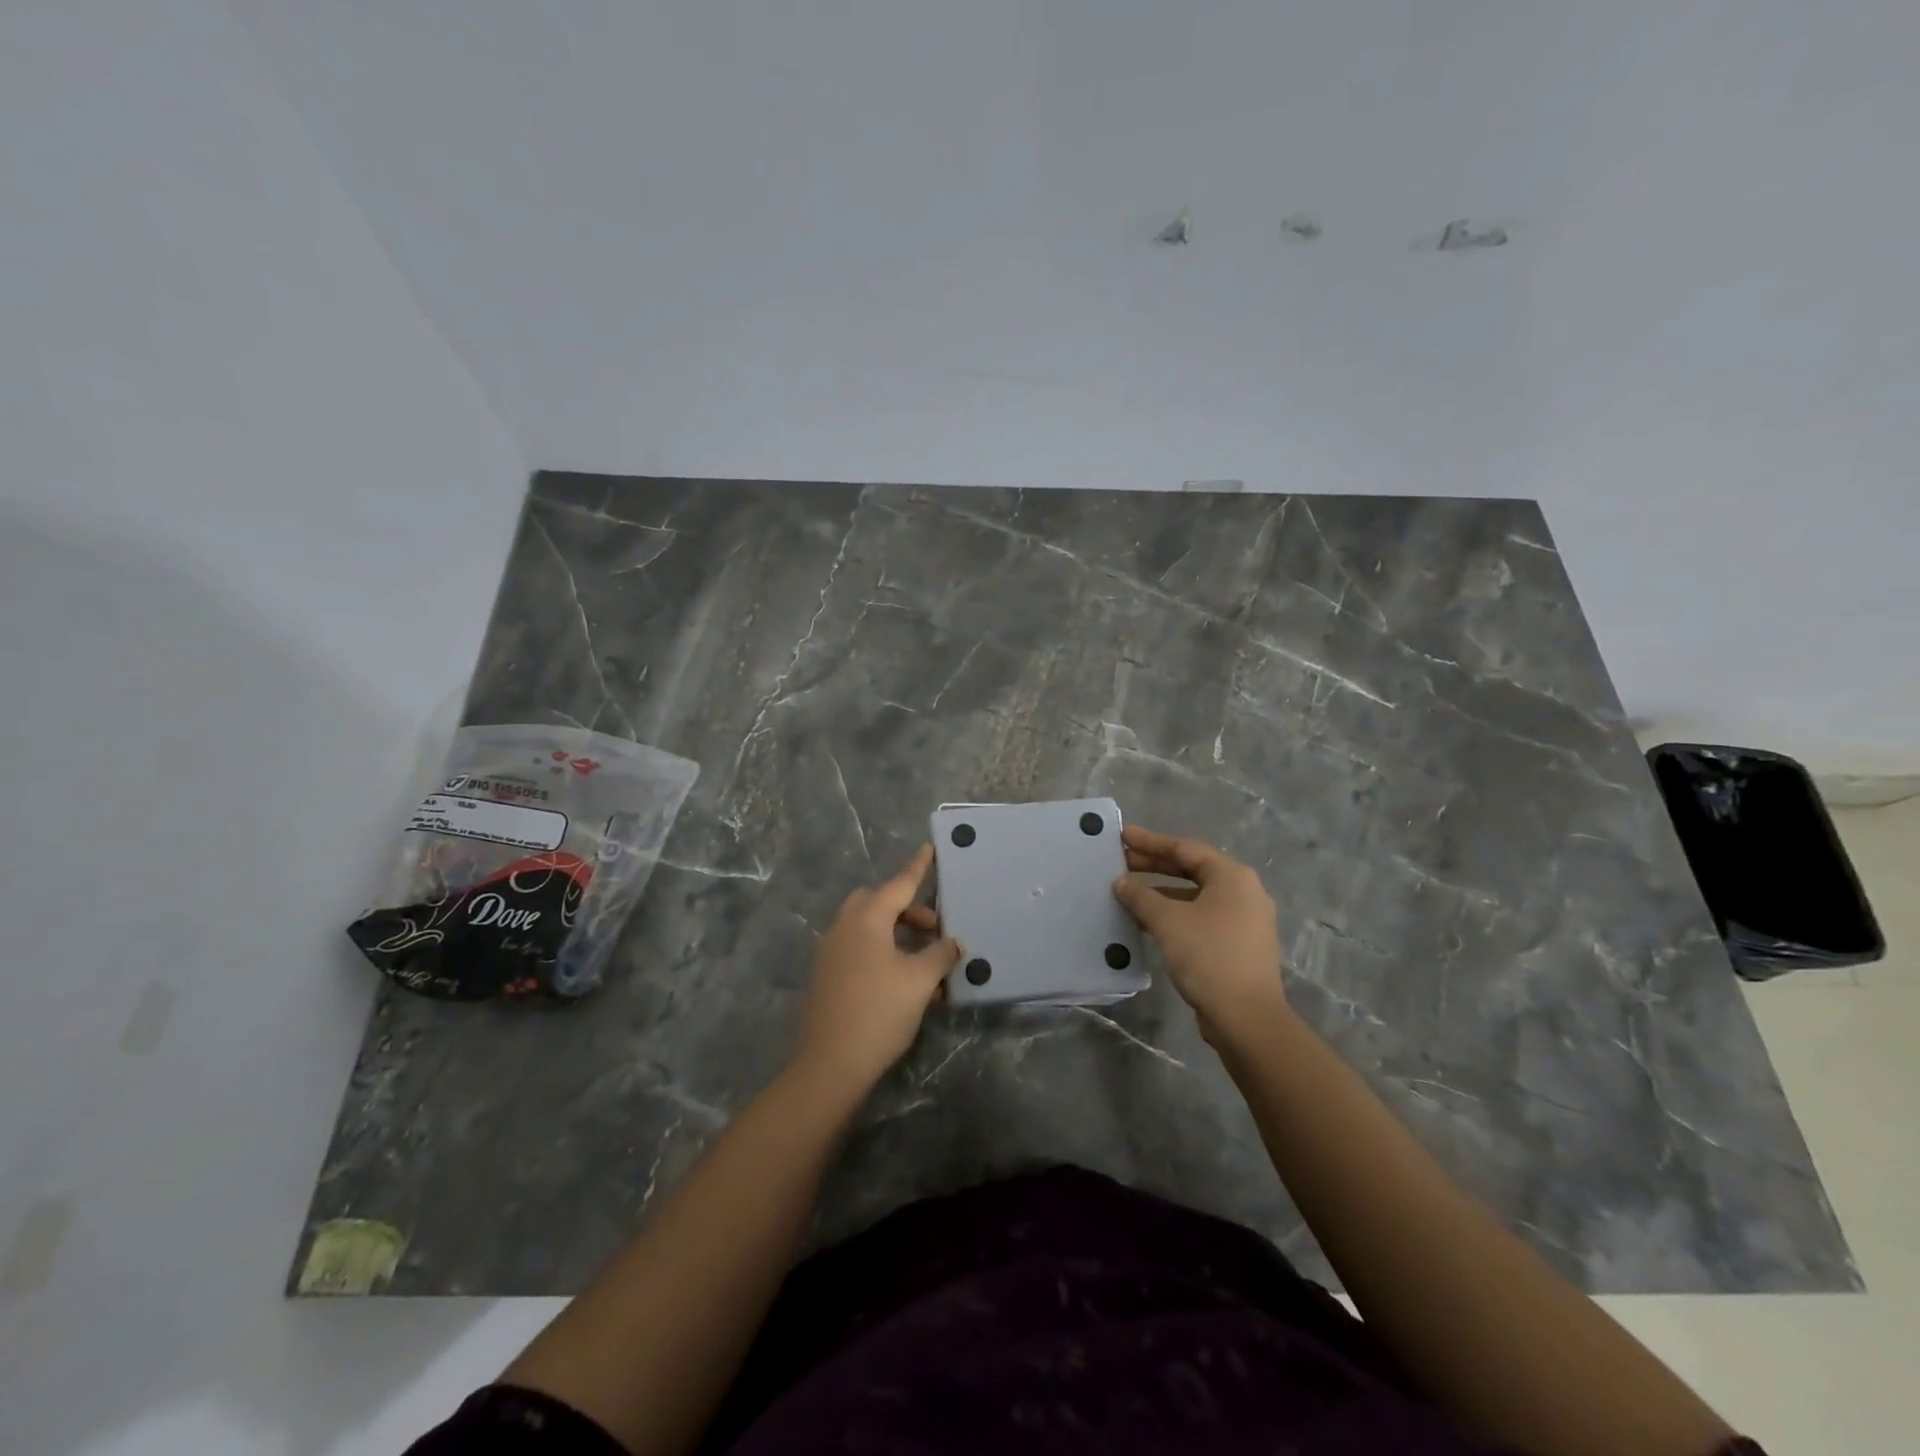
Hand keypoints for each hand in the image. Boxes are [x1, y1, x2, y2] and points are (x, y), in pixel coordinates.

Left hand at [791, 845, 960, 1096]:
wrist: (829, 1065)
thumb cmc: (879, 1012)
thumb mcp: (919, 982)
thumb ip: (940, 955)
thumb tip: (953, 942)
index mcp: (866, 920)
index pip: (898, 885)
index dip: (917, 868)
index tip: (928, 848)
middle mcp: (843, 928)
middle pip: (876, 902)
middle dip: (905, 908)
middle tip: (932, 928)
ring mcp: (830, 953)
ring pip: (865, 927)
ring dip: (894, 932)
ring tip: (923, 959)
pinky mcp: (826, 977)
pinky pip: (857, 949)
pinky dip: (880, 951)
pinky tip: (901, 980)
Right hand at [1112, 825, 1289, 1041]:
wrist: (1246, 1017)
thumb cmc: (1208, 955)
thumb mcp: (1167, 921)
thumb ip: (1141, 896)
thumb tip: (1121, 882)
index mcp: (1232, 876)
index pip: (1185, 848)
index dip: (1151, 842)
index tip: (1123, 836)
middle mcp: (1243, 892)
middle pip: (1192, 869)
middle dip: (1155, 865)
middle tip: (1122, 860)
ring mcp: (1245, 920)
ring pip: (1196, 895)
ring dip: (1162, 891)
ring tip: (1130, 892)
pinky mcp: (1239, 945)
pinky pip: (1201, 917)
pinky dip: (1175, 913)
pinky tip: (1149, 922)